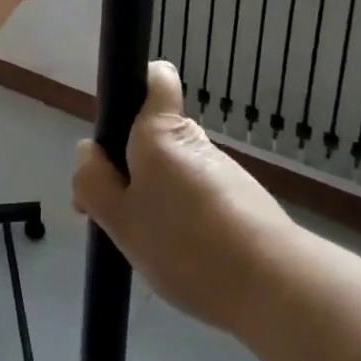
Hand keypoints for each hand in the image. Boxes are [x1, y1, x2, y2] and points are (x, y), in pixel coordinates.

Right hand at [72, 61, 295, 337]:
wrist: (274, 284)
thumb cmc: (186, 245)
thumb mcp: (121, 222)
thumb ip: (95, 184)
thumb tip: (87, 150)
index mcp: (159, 132)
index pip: (155, 77)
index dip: (135, 90)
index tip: (116, 135)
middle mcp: (192, 138)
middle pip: (154, 135)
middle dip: (134, 167)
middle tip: (121, 217)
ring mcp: (221, 167)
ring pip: (176, 168)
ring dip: (160, 196)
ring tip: (156, 248)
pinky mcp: (242, 196)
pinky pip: (200, 193)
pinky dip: (187, 216)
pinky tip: (187, 258)